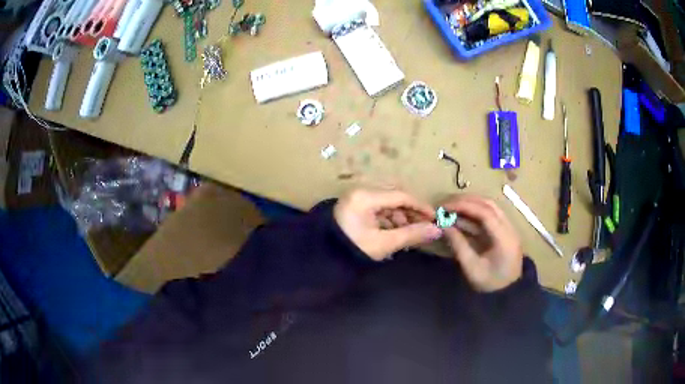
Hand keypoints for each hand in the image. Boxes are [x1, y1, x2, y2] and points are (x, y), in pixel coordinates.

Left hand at [334, 189, 441, 260]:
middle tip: (422, 227)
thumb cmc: (354, 251)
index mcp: (365, 197)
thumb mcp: (385, 244)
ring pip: (387, 202)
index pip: (400, 196)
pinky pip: (378, 207)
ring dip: (400, 216)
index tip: (434, 218)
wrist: (325, 259)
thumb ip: (412, 235)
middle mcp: (361, 191)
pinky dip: (389, 218)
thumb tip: (437, 230)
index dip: (420, 207)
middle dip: (410, 212)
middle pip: (394, 196)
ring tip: (406, 234)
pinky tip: (394, 232)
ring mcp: (357, 198)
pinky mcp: (355, 206)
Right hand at [442, 195, 522, 291]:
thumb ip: (458, 245)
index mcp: (504, 238)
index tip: (446, 207)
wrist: (508, 294)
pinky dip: (475, 214)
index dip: (464, 206)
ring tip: (452, 208)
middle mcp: (509, 228)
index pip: (485, 213)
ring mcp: (508, 229)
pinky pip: (490, 216)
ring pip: (490, 208)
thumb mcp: (471, 268)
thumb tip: (444, 225)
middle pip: (489, 205)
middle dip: (467, 201)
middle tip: (446, 205)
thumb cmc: (490, 284)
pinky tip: (461, 218)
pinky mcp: (504, 232)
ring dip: (471, 205)